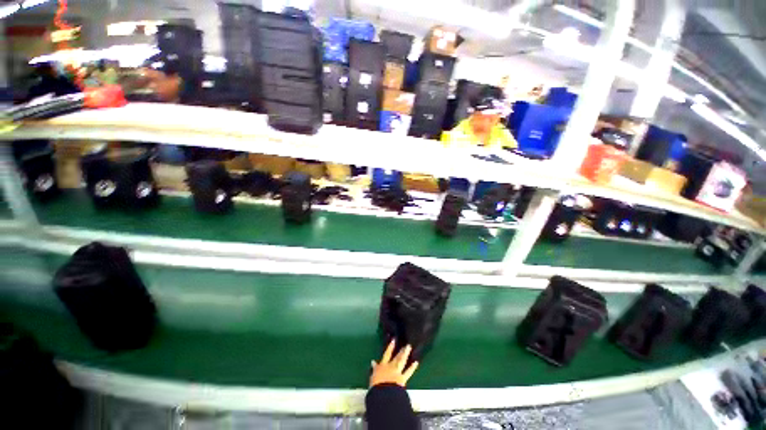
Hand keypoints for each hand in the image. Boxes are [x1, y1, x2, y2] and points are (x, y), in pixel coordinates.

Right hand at [370, 340, 418, 387]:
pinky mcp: (402, 378)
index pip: (386, 354)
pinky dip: (412, 367)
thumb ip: (374, 369)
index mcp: (382, 366)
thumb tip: (373, 362)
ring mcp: (397, 371)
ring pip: (402, 360)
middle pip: (397, 357)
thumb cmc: (375, 385)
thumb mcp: (372, 376)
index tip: (394, 340)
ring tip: (409, 347)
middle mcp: (391, 366)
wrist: (383, 393)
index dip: (390, 347)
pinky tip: (416, 362)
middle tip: (406, 345)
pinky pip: (408, 372)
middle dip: (401, 351)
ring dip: (406, 353)